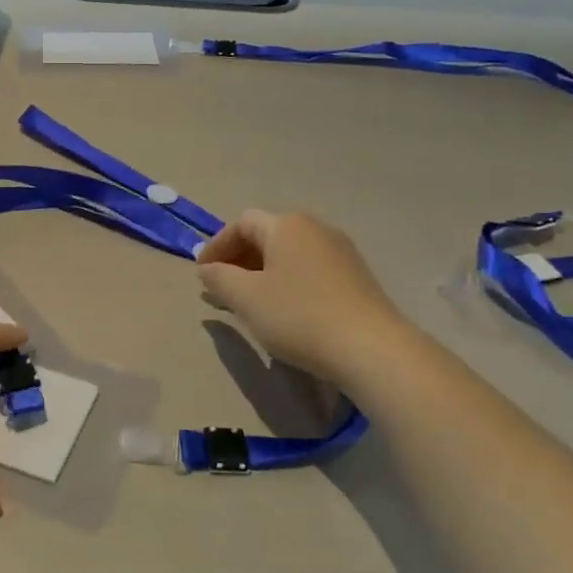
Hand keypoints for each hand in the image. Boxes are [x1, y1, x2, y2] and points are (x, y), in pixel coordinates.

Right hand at [196, 210, 406, 381]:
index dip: (216, 246)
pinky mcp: (356, 277)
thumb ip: (219, 278)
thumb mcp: (246, 298)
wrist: (370, 348)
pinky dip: (287, 282)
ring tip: (248, 302)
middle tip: (220, 289)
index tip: (202, 274)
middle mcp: (316, 229)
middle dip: (238, 260)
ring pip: (289, 254)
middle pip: (267, 235)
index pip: (241, 223)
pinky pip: (309, 270)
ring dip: (262, 273)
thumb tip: (207, 269)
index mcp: (287, 225)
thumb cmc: (298, 316)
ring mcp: (340, 252)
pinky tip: (283, 310)